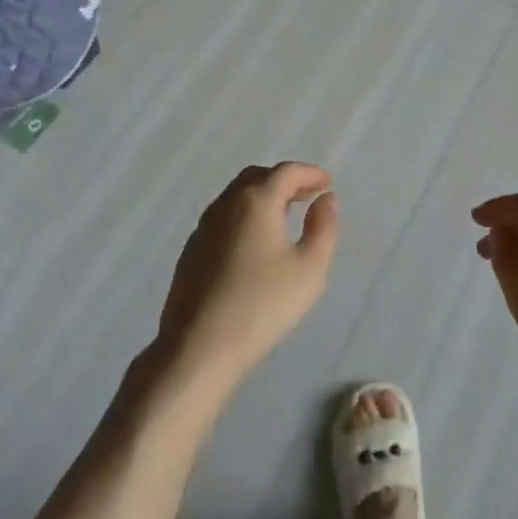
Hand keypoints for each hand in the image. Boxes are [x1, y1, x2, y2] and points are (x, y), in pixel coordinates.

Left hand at [155, 163, 339, 400]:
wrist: (199, 346)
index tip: (326, 183)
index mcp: (256, 201)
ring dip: (262, 197)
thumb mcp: (309, 268)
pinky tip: (254, 242)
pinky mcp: (191, 250)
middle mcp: (226, 205)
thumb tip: (326, 200)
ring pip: (236, 196)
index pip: (285, 172)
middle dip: (284, 181)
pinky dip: (244, 215)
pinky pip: (223, 218)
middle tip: (306, 195)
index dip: (309, 173)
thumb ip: (323, 228)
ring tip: (284, 216)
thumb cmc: (262, 305)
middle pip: (257, 177)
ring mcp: (203, 227)